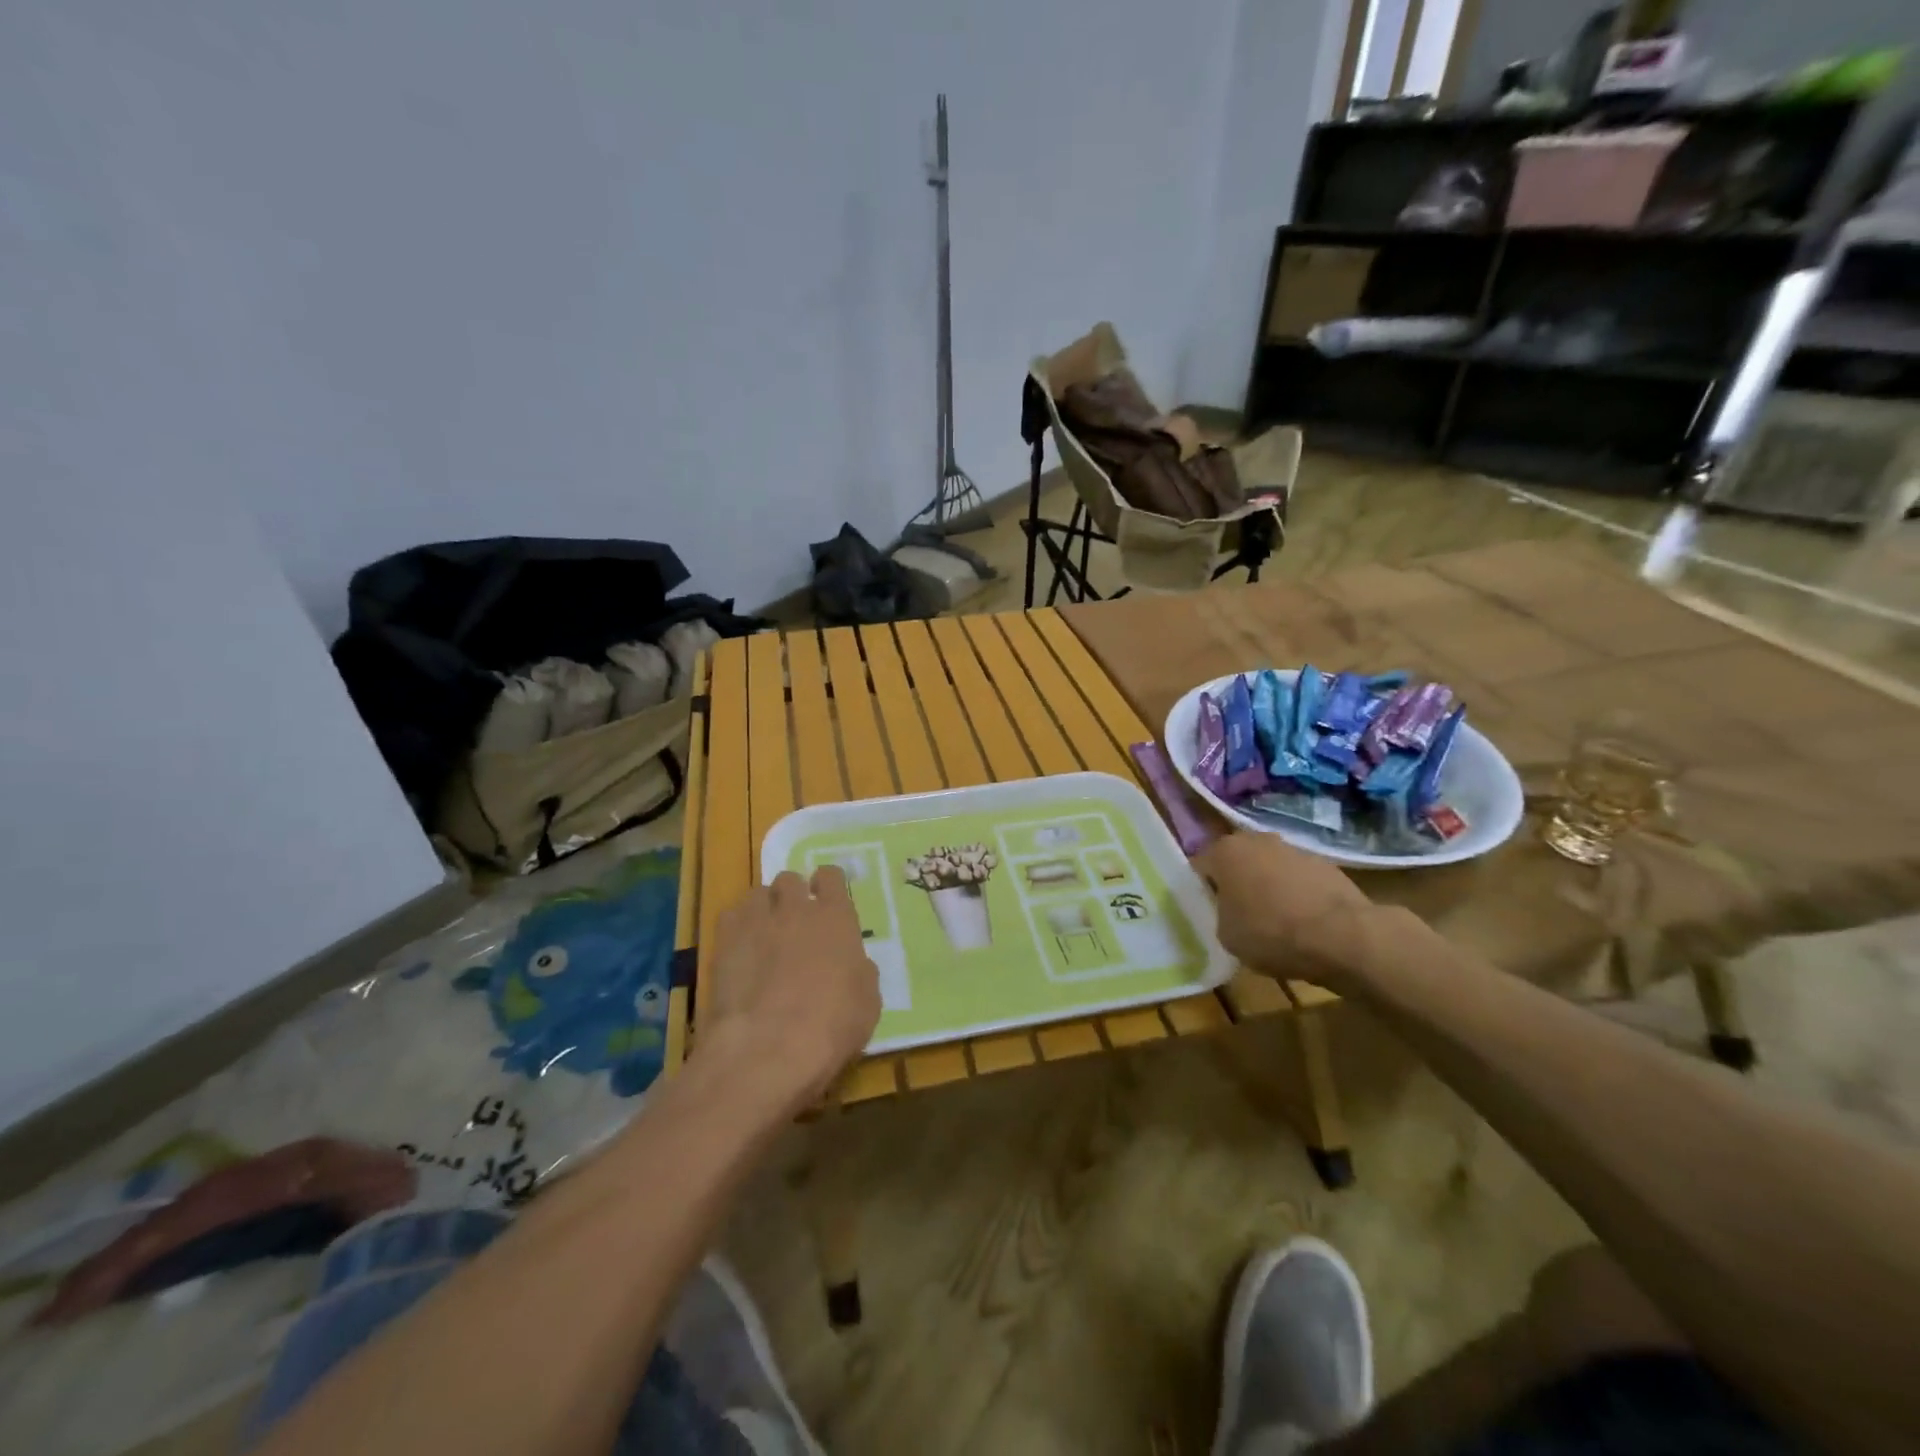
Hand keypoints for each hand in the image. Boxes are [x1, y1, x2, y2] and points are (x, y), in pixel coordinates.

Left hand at [700, 866, 881, 1111]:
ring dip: (764, 907)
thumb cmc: (831, 1026)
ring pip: (758, 893)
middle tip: (795, 921)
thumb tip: (852, 964)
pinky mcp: (724, 941)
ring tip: (764, 933)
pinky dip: (738, 925)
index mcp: (836, 917)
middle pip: (790, 879)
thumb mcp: (867, 1002)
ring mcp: (757, 921)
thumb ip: (860, 971)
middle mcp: (796, 908)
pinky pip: (731, 915)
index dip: (828, 885)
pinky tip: (740, 948)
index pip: (831, 876)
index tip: (826, 899)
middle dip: (792, 895)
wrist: (769, 1048)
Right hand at [1195, 832, 1379, 991]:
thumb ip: (1220, 915)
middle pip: (1237, 862)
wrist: (1343, 936)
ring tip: (1275, 921)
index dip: (1202, 890)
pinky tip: (1303, 922)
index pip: (1200, 866)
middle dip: (1236, 883)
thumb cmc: (1271, 933)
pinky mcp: (1326, 864)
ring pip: (1269, 868)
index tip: (1209, 912)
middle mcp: (1256, 840)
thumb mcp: (1227, 936)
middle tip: (1238, 914)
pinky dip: (1297, 894)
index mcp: (1225, 851)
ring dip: (1268, 887)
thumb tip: (1231, 912)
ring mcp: (1294, 849)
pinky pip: (1298, 879)